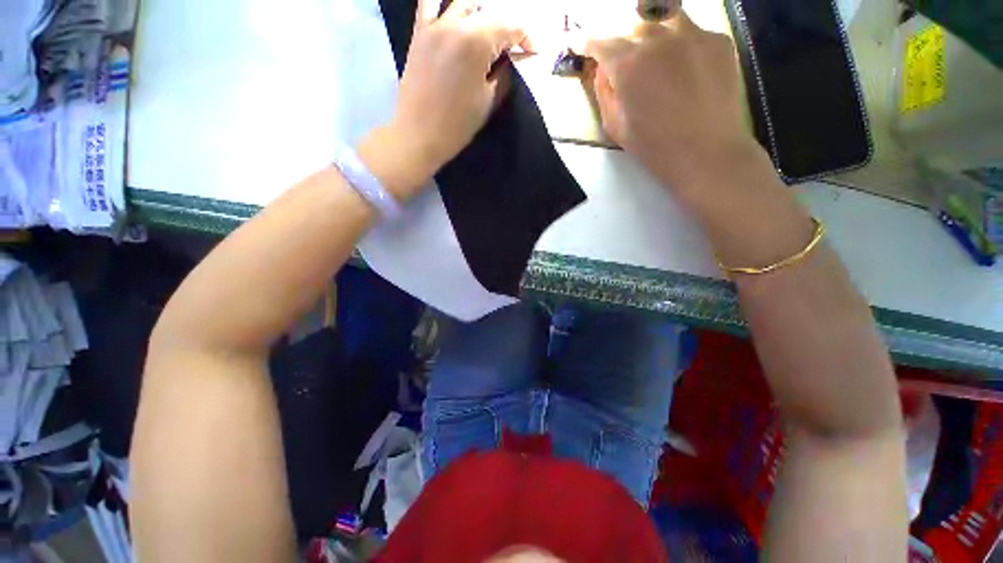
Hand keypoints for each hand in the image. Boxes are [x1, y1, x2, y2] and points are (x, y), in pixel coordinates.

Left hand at [360, 0, 528, 200]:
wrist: (419, 134)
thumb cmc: (457, 124)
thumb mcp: (489, 102)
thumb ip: (504, 75)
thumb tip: (510, 61)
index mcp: (477, 41)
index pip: (511, 26)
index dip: (527, 38)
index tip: (533, 52)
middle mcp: (456, 23)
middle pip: (489, 11)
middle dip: (507, 27)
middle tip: (512, 49)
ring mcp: (434, 25)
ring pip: (463, 3)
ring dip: (481, 13)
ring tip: (487, 34)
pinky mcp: (419, 33)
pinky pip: (428, 3)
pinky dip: (443, 2)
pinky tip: (453, 12)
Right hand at [585, 13, 764, 200]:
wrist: (705, 152)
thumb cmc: (653, 146)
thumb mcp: (615, 126)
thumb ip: (604, 93)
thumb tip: (603, 70)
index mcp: (628, 64)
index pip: (600, 42)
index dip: (586, 41)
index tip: (578, 43)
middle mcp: (658, 39)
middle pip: (632, 26)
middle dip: (623, 42)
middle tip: (624, 61)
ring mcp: (692, 35)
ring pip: (664, 19)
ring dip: (653, 35)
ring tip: (656, 57)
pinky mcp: (718, 40)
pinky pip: (692, 32)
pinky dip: (681, 44)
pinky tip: (684, 68)